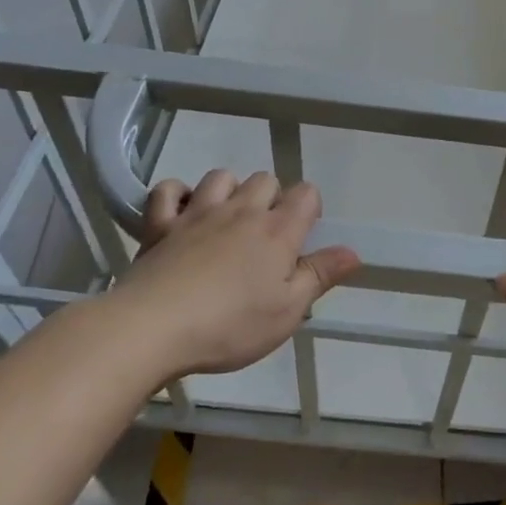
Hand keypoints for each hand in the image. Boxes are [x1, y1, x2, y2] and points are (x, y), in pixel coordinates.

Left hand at [110, 169, 359, 376]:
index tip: (303, 236)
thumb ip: (320, 276)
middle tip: (265, 236)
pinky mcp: (160, 224)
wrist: (151, 328)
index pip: (306, 193)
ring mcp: (198, 213)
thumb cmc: (229, 325)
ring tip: (227, 221)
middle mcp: (242, 211)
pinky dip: (177, 195)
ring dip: (229, 190)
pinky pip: (168, 190)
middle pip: (265, 179)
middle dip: (271, 198)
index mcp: (278, 231)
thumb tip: (354, 252)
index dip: (310, 208)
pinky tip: (181, 213)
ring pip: (221, 176)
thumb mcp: (287, 312)